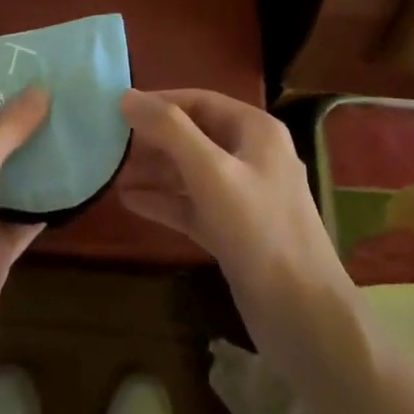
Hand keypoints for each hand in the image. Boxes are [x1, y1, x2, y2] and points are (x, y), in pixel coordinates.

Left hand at [0, 89, 50, 391]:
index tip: (33, 72)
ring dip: (36, 163)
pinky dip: (44, 205)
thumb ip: (6, 128)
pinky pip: (20, 219)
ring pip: (6, 180)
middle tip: (65, 100)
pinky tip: (77, 185)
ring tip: (78, 133)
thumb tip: (40, 88)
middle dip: (21, 124)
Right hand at [117, 87, 357, 375]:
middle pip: (193, 135)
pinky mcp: (234, 231)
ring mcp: (244, 196)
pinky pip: (193, 205)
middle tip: (109, 144)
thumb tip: (126, 96)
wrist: (304, 317)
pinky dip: (165, 201)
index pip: (200, 101)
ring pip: (191, 172)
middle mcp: (252, 156)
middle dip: (153, 139)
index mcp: (255, 130)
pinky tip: (130, 201)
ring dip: (154, 171)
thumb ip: (169, 130)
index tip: (117, 109)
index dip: (159, 102)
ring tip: (111, 172)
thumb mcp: (211, 172)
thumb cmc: (259, 230)